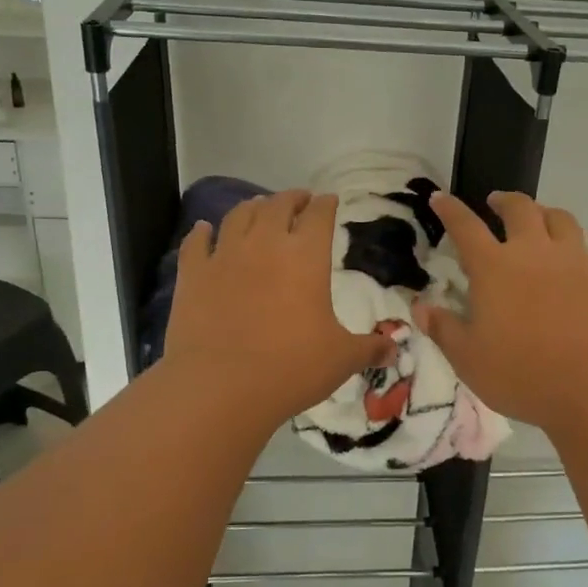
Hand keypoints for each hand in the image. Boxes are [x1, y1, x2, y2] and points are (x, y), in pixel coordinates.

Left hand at [162, 190, 393, 424]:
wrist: (220, 387)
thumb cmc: (291, 368)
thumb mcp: (341, 360)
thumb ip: (369, 349)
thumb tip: (394, 350)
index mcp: (306, 256)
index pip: (319, 215)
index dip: (326, 205)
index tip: (330, 202)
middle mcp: (264, 244)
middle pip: (278, 205)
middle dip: (291, 199)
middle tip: (299, 201)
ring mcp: (224, 256)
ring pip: (238, 215)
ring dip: (252, 207)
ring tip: (258, 207)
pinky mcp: (193, 275)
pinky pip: (196, 243)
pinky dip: (202, 233)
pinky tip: (204, 230)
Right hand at [413, 192, 587, 436]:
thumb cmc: (525, 377)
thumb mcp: (469, 361)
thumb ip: (444, 330)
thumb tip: (420, 306)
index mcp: (494, 269)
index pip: (465, 227)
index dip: (450, 209)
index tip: (440, 198)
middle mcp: (535, 251)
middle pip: (519, 209)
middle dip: (505, 201)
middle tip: (497, 204)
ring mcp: (578, 258)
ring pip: (562, 218)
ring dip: (547, 214)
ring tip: (543, 221)